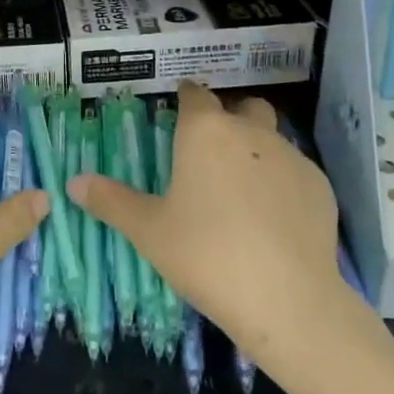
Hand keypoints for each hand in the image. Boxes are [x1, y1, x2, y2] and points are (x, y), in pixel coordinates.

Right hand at [69, 82, 357, 373]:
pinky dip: (282, 184)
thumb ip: (111, 201)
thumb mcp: (148, 231)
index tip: (177, 113)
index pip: (195, 94)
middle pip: (242, 107)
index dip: (185, 99)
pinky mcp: (320, 186)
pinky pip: (295, 172)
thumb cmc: (206, 255)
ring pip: (272, 138)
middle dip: (229, 119)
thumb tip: (73, 182)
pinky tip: (273, 221)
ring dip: (256, 151)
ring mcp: (291, 156)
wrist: (287, 299)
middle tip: (212, 155)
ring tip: (242, 192)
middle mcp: (250, 132)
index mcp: (205, 132)